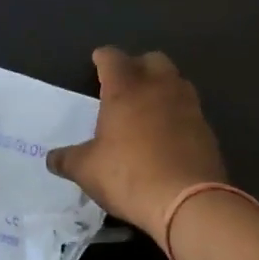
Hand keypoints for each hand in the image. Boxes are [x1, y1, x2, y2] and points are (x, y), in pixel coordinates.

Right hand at [46, 47, 227, 244]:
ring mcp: (188, 106)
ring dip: (162, 87)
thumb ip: (67, 159)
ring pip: (176, 81)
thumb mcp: (87, 171)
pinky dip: (177, 114)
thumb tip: (51, 158)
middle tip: (125, 84)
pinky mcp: (207, 129)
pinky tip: (168, 134)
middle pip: (152, 59)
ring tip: (148, 107)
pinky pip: (189, 109)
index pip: (112, 58)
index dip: (103, 58)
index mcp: (126, 89)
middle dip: (138, 66)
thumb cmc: (129, 175)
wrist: (189, 201)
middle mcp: (159, 88)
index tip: (97, 62)